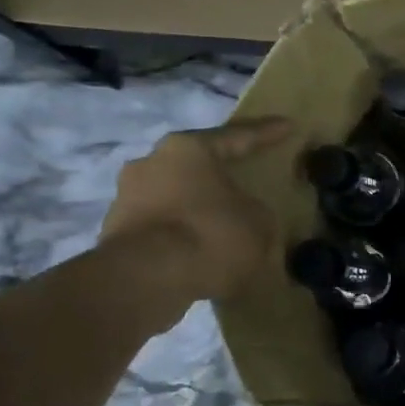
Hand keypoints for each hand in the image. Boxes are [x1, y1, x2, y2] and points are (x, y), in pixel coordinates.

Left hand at [99, 118, 294, 310]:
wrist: (145, 280)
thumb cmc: (210, 235)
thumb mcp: (259, 221)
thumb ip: (256, 209)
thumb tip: (248, 214)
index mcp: (188, 149)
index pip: (237, 136)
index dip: (266, 133)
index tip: (288, 125)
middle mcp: (151, 162)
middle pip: (197, 164)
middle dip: (222, 172)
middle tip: (247, 177)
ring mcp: (128, 197)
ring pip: (177, 194)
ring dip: (200, 205)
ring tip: (226, 221)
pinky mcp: (116, 231)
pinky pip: (163, 224)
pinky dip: (184, 232)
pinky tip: (204, 247)